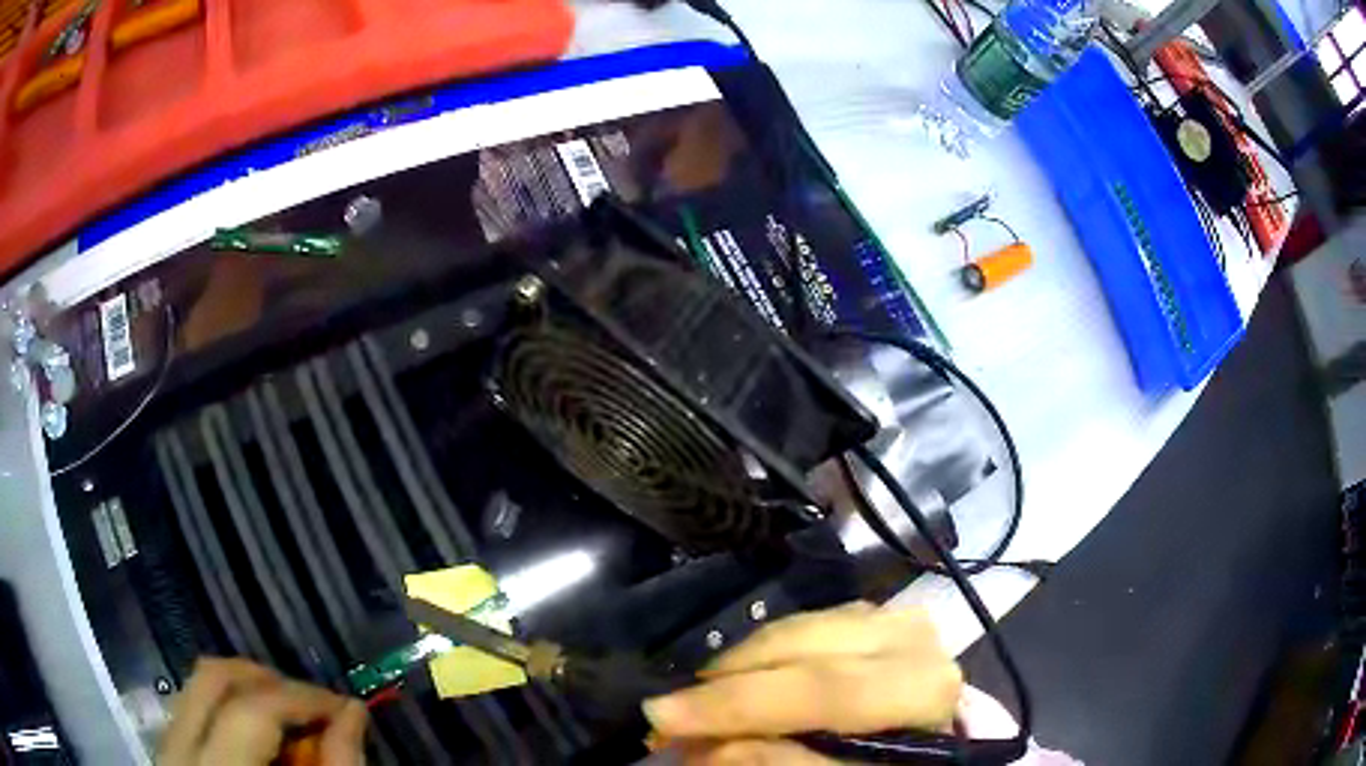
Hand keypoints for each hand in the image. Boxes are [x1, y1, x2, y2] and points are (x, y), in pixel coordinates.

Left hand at [158, 657, 366, 765]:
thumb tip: (352, 711)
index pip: (252, 711)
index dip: (303, 698)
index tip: (345, 707)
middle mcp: (179, 753)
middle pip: (213, 679)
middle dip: (270, 682)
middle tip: (314, 706)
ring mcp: (168, 750)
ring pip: (198, 688)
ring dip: (249, 694)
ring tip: (290, 722)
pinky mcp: (169, 753)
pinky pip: (193, 711)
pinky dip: (230, 712)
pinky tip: (261, 742)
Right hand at [643, 601, 961, 764]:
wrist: (923, 735)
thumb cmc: (886, 763)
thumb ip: (783, 763)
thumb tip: (705, 748)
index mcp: (920, 685)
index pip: (821, 689)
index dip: (736, 705)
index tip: (660, 718)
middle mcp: (910, 637)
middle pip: (798, 649)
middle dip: (723, 683)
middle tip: (664, 712)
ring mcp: (889, 615)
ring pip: (791, 628)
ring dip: (734, 666)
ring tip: (696, 699)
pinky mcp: (869, 612)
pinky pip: (796, 623)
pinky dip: (756, 652)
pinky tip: (737, 678)